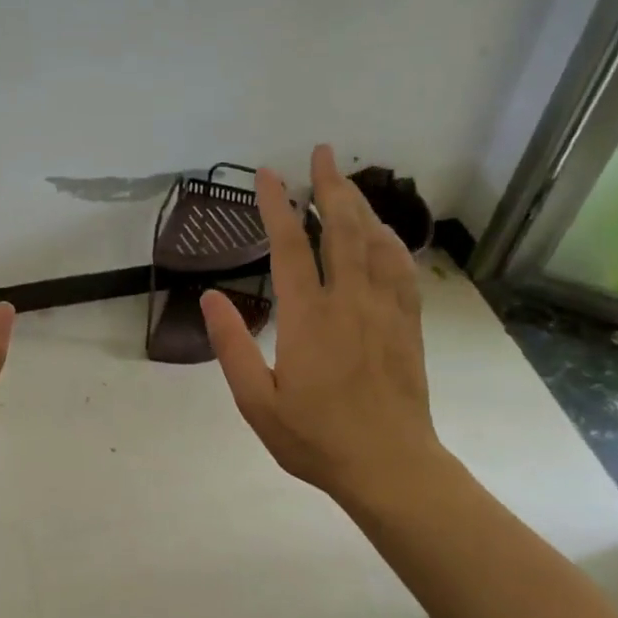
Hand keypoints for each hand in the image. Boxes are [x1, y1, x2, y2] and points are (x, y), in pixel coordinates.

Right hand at [201, 144, 446, 513]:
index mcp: (308, 318)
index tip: (268, 174)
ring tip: (346, 181)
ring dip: (360, 205)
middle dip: (329, 185)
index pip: (290, 246)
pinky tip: (384, 232)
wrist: (388, 465)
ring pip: (375, 242)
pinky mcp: (408, 324)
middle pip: (341, 229)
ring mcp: (385, 310)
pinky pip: (402, 268)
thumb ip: (232, 346)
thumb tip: (210, 296)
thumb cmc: (315, 439)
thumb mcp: (256, 402)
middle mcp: (349, 302)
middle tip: (320, 152)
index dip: (277, 205)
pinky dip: (391, 240)